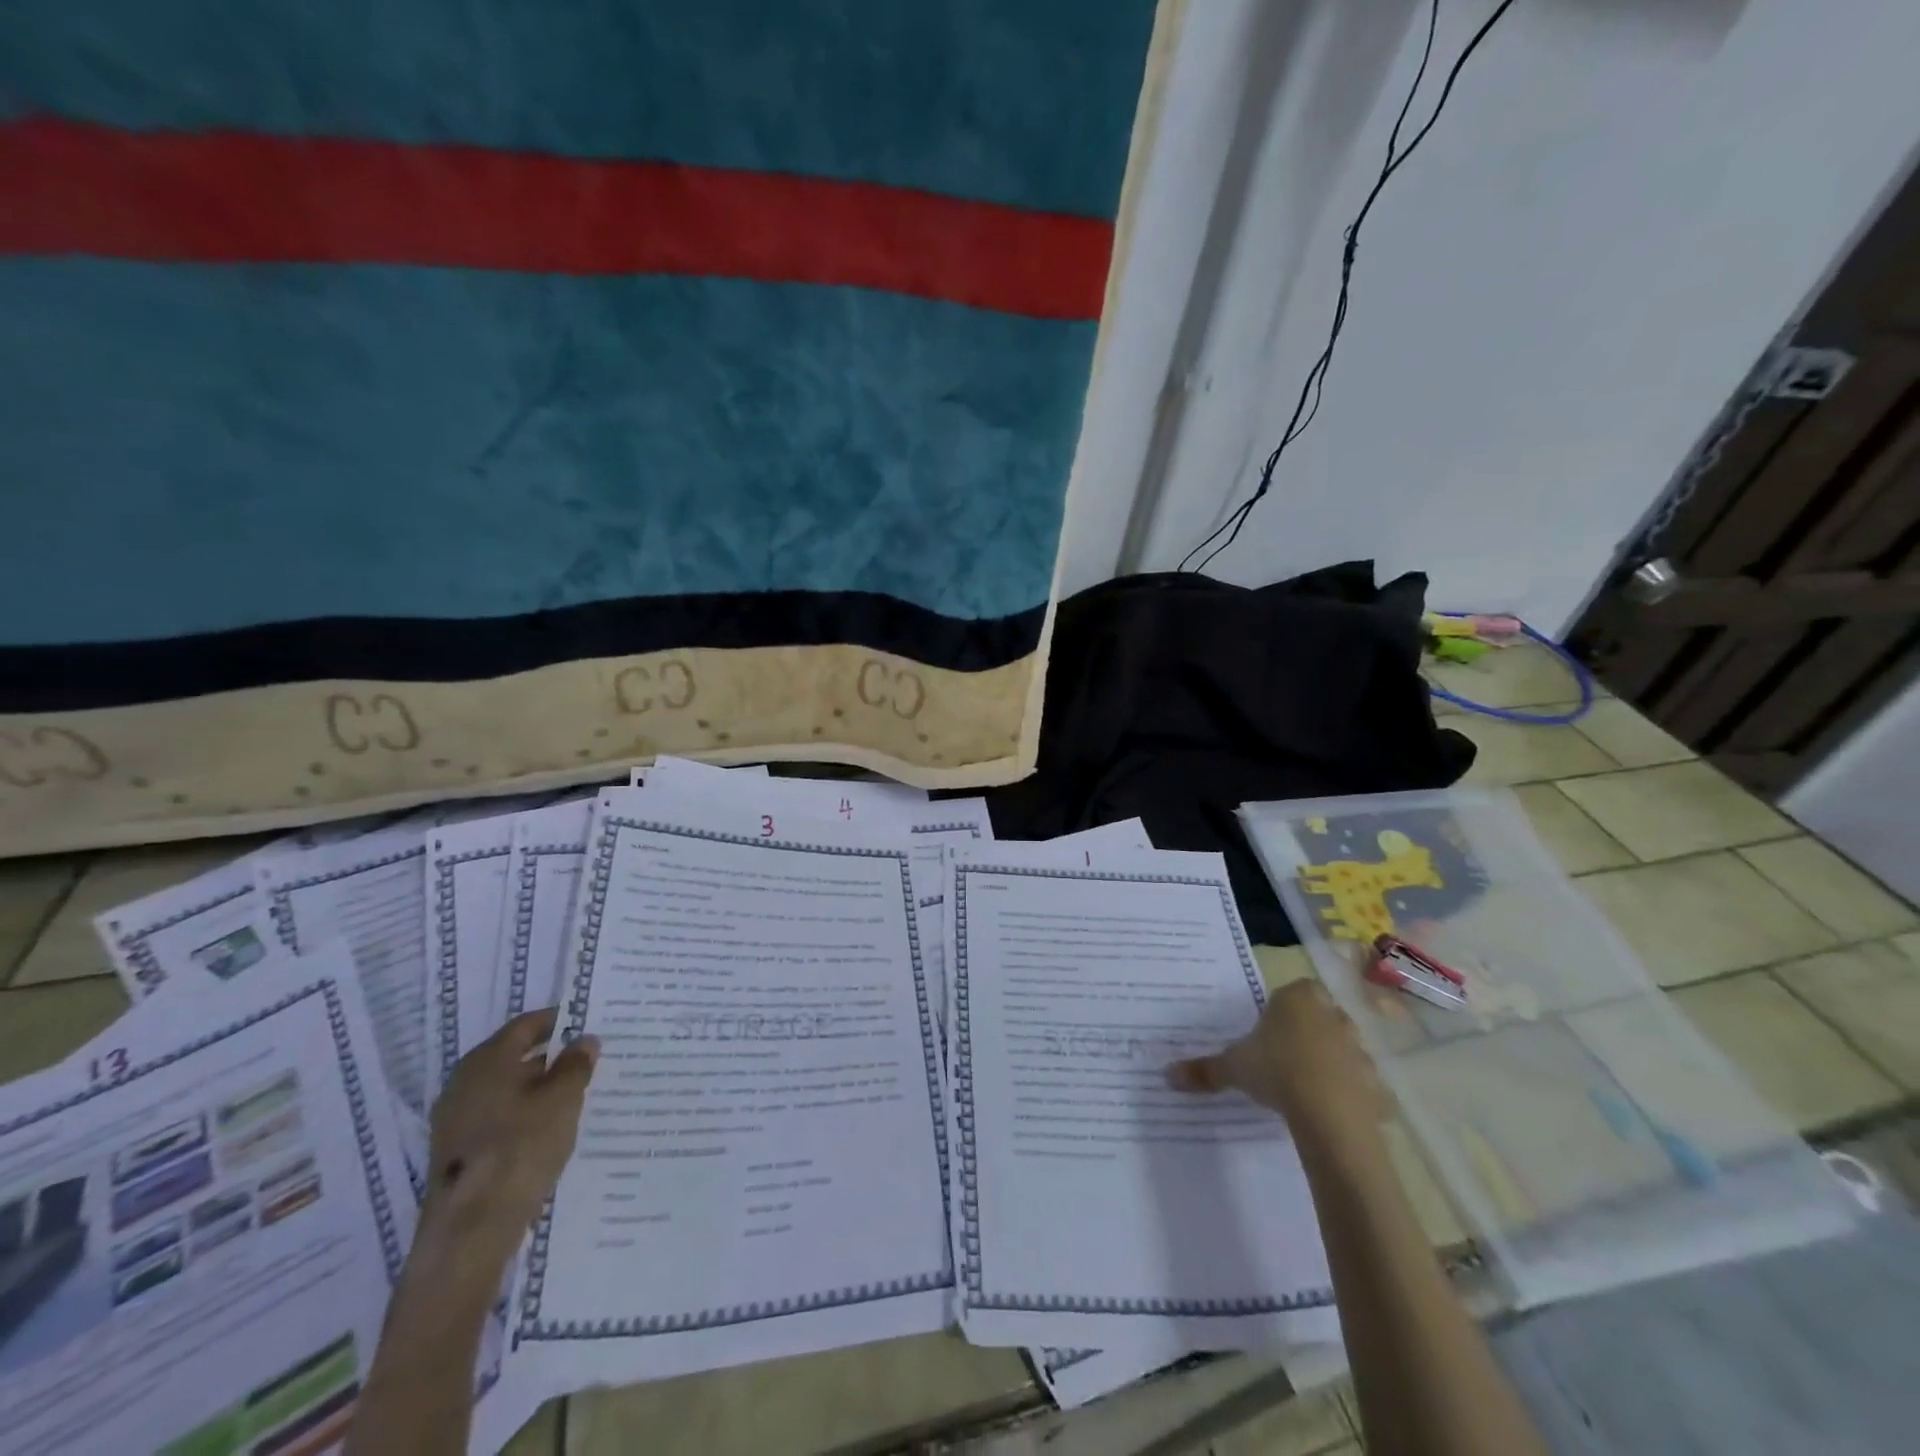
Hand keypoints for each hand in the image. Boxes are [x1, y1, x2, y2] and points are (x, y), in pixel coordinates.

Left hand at [422, 1009, 597, 1270]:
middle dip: (552, 1056)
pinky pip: (499, 1118)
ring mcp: (456, 1121)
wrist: (470, 1230)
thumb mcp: (562, 1099)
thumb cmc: (520, 1148)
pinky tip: (551, 1129)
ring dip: (540, 1088)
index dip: (558, 1020)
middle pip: (514, 1057)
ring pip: (507, 1090)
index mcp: (485, 1061)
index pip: (525, 1026)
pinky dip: (525, 1115)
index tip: (588, 1023)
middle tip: (589, 1059)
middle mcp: (464, 1084)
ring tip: (578, 1094)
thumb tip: (584, 1040)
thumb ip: (576, 1065)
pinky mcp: (458, 1153)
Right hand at [1167, 979, 1386, 1148]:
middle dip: (1305, 1033)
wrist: (1329, 1113)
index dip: (1280, 1011)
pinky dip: (1349, 1095)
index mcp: (1298, 997)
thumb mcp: (1233, 1067)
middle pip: (1319, 1017)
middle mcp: (1333, 1014)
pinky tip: (1330, 1112)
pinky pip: (1361, 1084)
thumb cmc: (1276, 1070)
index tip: (1266, 1033)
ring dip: (1328, 1063)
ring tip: (1304, 1089)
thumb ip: (1204, 1069)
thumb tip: (1168, 1074)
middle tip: (1282, 1059)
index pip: (1292, 992)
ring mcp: (1360, 1047)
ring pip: (1342, 1049)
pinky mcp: (1378, 1082)